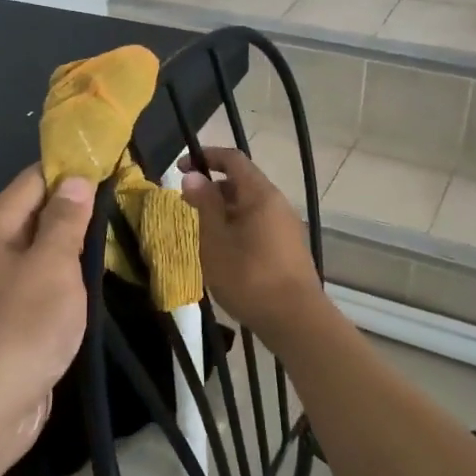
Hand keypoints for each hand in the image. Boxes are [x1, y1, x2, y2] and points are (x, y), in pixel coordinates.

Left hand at [0, 167, 95, 471]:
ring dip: (74, 252)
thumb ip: (65, 221)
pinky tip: (95, 290)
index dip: (72, 171)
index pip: (34, 180)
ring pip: (41, 257)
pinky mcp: (6, 326)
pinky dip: (66, 286)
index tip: (115, 169)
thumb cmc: (19, 327)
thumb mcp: (51, 265)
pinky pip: (40, 292)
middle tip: (129, 209)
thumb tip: (74, 179)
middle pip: (36, 217)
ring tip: (122, 244)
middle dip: (79, 212)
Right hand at [180, 146, 325, 344]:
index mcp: (260, 194)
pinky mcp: (289, 248)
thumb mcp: (216, 240)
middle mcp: (278, 203)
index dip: (206, 156)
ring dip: (224, 209)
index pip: (233, 159)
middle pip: (243, 182)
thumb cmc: (248, 277)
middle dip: (213, 186)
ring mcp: (286, 226)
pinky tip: (224, 249)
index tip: (181, 166)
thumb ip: (205, 205)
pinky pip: (259, 224)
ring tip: (201, 229)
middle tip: (187, 203)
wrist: (294, 319)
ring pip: (251, 206)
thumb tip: (193, 176)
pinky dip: (238, 225)